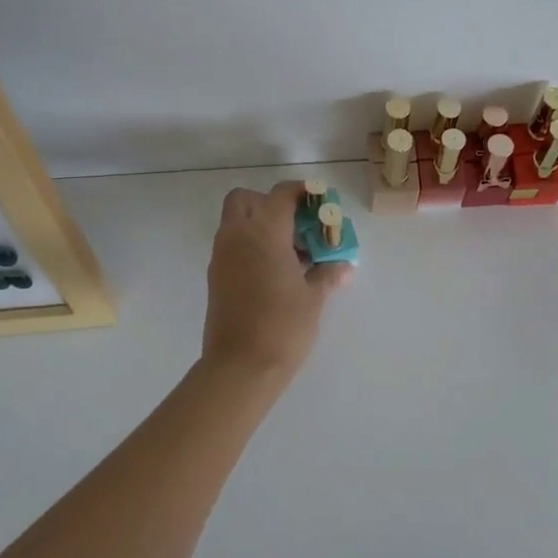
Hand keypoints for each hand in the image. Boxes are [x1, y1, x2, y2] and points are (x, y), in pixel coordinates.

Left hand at [202, 182, 351, 375]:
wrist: (240, 366)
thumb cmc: (283, 325)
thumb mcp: (313, 297)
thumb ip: (326, 274)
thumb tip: (342, 267)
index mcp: (265, 232)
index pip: (280, 194)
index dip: (301, 192)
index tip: (319, 202)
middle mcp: (238, 236)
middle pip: (245, 199)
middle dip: (268, 203)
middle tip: (294, 225)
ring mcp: (222, 256)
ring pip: (235, 222)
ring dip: (259, 226)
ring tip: (290, 253)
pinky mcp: (215, 277)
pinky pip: (232, 246)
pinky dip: (250, 246)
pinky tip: (274, 272)